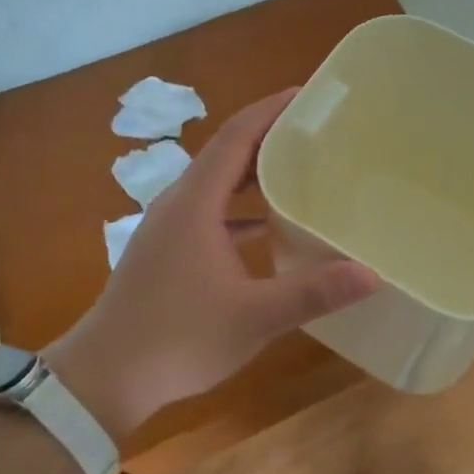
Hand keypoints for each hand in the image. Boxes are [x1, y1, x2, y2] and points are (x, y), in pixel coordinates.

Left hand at [51, 90, 377, 439]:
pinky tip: (267, 228)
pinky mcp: (165, 251)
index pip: (235, 137)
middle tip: (314, 131)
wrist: (103, 378)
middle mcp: (178, 204)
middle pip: (226, 153)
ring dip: (253, 172)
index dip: (270, 111)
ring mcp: (167, 228)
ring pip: (215, 184)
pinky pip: (208, 211)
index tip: (306, 95)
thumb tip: (370, 273)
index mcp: (195, 203)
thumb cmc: (178, 338)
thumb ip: (312, 292)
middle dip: (268, 136)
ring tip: (298, 169)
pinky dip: (239, 208)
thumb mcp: (254, 317)